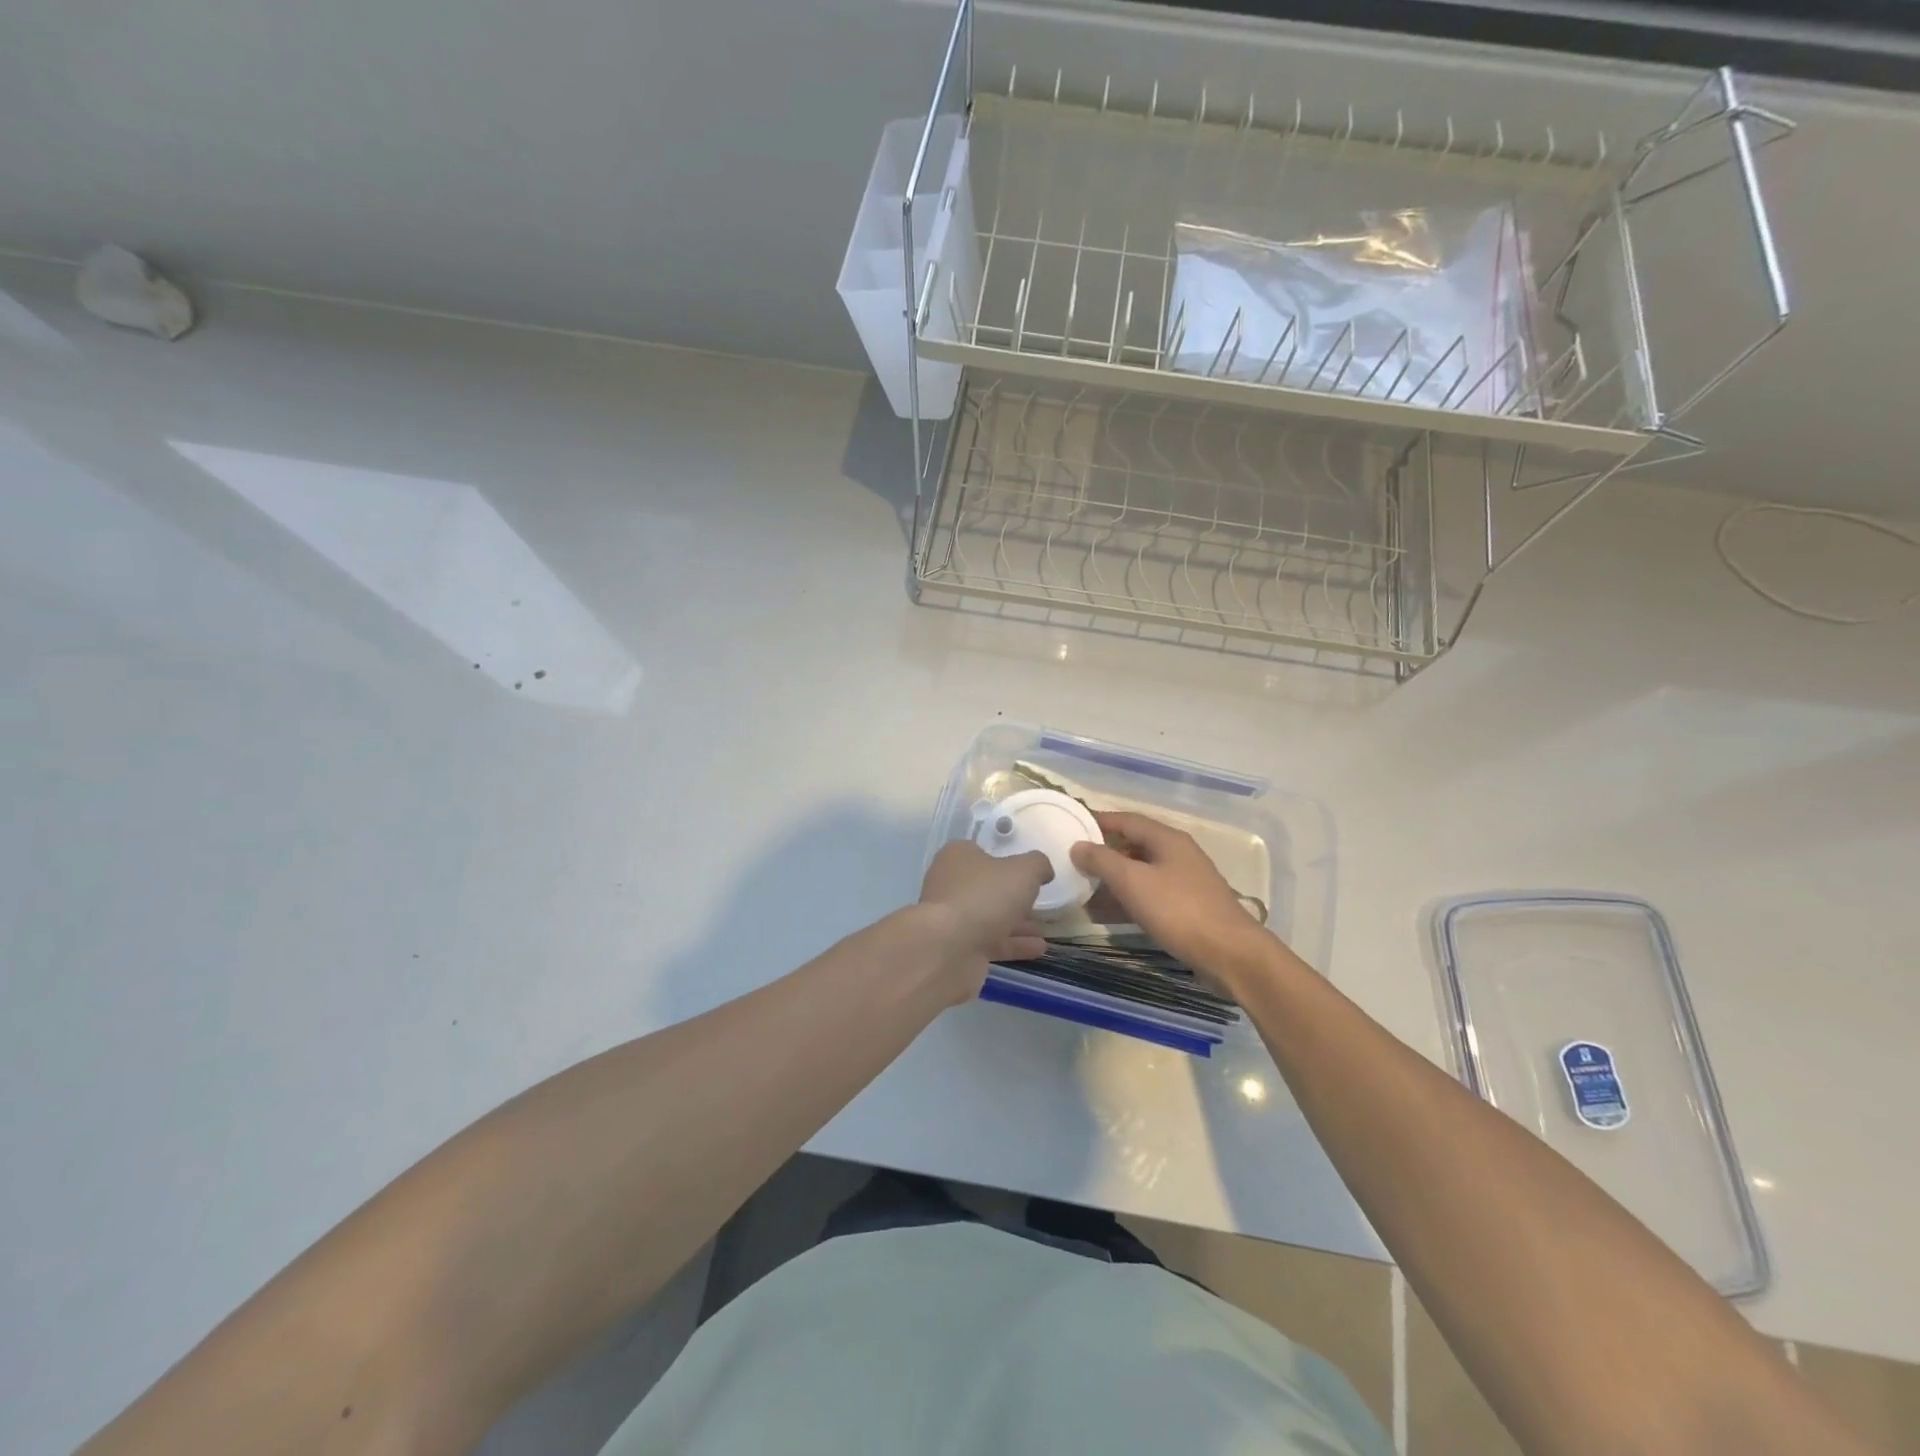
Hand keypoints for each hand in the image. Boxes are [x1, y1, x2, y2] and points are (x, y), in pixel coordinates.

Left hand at [916, 841, 1051, 1002]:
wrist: (949, 948)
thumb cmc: (985, 896)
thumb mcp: (1023, 871)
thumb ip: (1037, 865)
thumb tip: (1043, 869)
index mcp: (957, 857)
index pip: (982, 852)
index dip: (1005, 860)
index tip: (1027, 872)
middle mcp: (949, 884)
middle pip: (986, 887)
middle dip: (1012, 896)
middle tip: (1038, 902)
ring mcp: (951, 918)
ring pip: (988, 916)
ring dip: (1016, 923)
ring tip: (1044, 929)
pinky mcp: (956, 947)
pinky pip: (989, 941)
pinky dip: (1013, 944)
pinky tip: (1038, 949)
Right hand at [1070, 811, 1277, 988]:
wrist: (1230, 954)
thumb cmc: (1179, 910)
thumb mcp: (1133, 882)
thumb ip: (1102, 860)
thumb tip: (1078, 845)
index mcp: (1168, 839)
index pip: (1127, 820)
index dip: (1099, 820)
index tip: (1072, 824)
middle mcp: (1178, 854)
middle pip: (1134, 845)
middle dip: (1103, 853)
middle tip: (1072, 860)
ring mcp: (1185, 882)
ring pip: (1141, 873)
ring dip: (1113, 880)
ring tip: (1082, 889)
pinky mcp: (1188, 908)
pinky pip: (1150, 895)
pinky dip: (1127, 899)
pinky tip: (1106, 914)